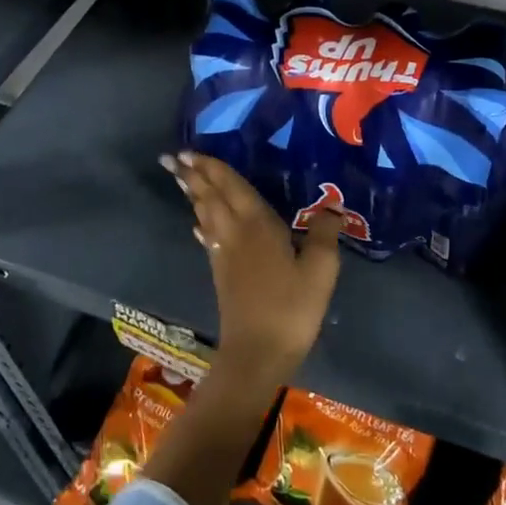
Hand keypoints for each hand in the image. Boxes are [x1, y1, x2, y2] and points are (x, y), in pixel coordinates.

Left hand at [162, 152, 342, 386]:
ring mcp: (224, 254)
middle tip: (174, 158)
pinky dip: (202, 225)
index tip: (189, 152)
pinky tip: (200, 225)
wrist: (257, 353)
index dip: (212, 168)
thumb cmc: (291, 308)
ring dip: (194, 195)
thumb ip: (324, 233)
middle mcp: (235, 233)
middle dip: (194, 176)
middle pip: (211, 197)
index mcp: (257, 224)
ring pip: (206, 215)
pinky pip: (208, 238)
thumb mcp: (320, 270)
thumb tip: (331, 206)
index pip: (231, 187)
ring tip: (182, 180)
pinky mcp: (221, 274)